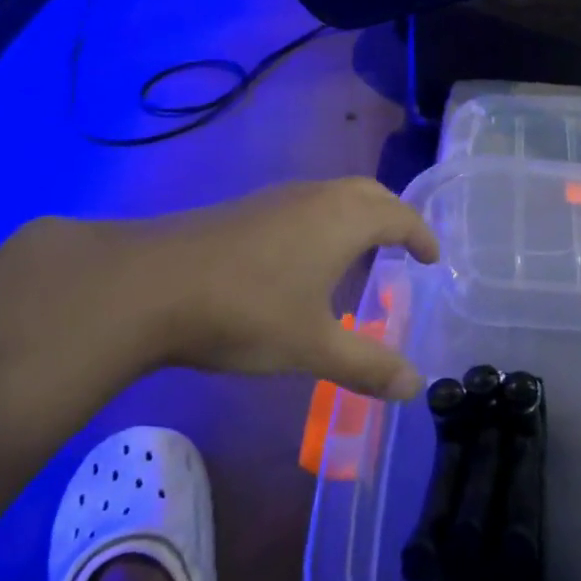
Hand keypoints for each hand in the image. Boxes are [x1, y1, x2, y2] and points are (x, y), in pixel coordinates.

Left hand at [0, 180, 438, 401]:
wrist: (148, 285)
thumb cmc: (246, 311)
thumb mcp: (313, 346)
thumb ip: (367, 364)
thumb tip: (415, 387)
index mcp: (343, 220)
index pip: (398, 216)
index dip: (420, 235)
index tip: (432, 257)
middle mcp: (314, 198)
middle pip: (368, 193)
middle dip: (393, 215)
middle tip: (404, 244)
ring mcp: (274, 200)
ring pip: (331, 195)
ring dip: (355, 215)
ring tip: (360, 249)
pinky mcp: (242, 211)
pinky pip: (302, 205)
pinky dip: (323, 221)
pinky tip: (304, 257)